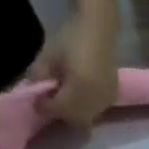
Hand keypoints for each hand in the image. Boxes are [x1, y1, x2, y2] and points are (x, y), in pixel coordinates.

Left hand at [27, 9, 118, 126]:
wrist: (97, 27)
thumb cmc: (71, 38)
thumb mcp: (48, 55)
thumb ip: (39, 76)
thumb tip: (35, 91)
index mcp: (78, 88)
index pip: (58, 109)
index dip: (45, 107)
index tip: (38, 101)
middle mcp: (94, 100)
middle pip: (75, 121)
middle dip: (62, 114)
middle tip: (53, 102)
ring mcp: (106, 100)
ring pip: (88, 119)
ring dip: (75, 114)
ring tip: (67, 99)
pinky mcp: (113, 96)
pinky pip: (98, 111)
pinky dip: (87, 108)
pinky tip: (82, 96)